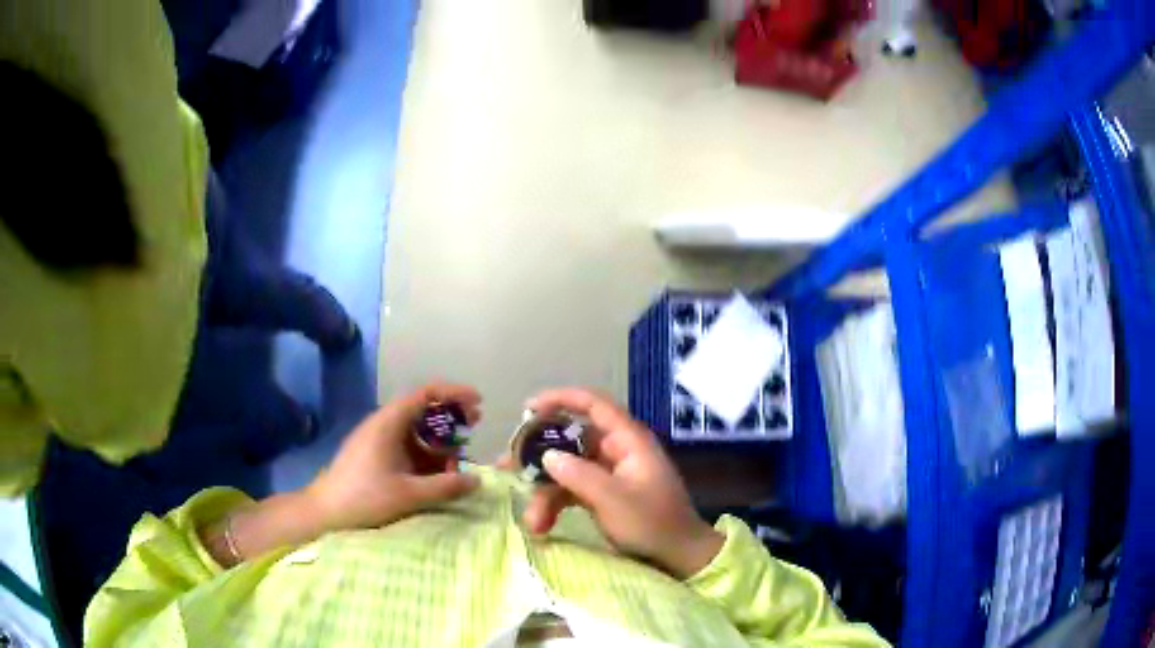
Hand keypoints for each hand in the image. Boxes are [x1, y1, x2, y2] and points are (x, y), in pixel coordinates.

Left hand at [305, 383, 481, 533]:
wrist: (325, 511)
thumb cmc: (364, 497)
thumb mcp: (408, 494)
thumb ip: (445, 486)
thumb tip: (477, 480)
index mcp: (389, 423)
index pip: (426, 394)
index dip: (454, 394)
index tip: (478, 402)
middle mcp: (384, 424)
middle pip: (422, 409)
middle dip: (451, 416)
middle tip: (475, 425)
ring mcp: (378, 439)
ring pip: (416, 430)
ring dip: (439, 441)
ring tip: (459, 459)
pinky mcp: (375, 454)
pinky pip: (407, 445)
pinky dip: (426, 454)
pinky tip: (438, 472)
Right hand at [521, 388, 723, 578]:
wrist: (679, 557)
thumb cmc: (653, 524)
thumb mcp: (614, 501)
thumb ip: (579, 475)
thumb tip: (547, 455)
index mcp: (628, 441)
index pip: (594, 405)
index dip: (561, 399)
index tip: (527, 408)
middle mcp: (617, 451)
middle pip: (571, 441)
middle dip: (539, 457)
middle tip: (507, 466)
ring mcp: (609, 474)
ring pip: (567, 470)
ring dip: (546, 493)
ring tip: (532, 522)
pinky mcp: (603, 495)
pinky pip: (572, 490)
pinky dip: (556, 505)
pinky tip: (542, 525)